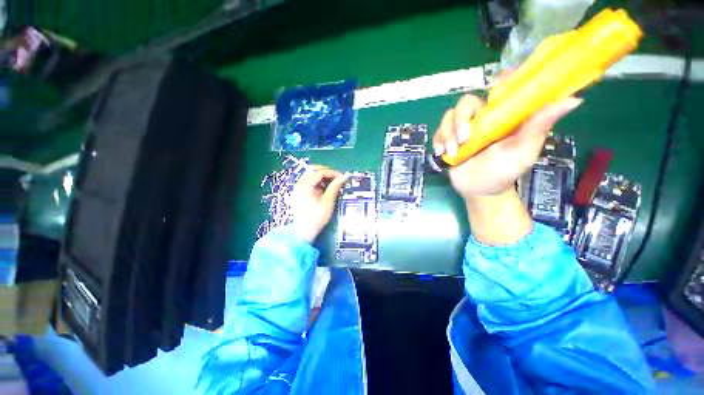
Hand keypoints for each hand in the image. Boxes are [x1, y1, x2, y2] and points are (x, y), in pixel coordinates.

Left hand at [290, 165, 348, 242]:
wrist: (304, 232)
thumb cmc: (317, 217)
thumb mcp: (328, 201)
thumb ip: (335, 186)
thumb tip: (345, 176)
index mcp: (305, 185)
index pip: (319, 172)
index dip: (332, 173)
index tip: (342, 177)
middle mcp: (299, 184)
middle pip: (312, 170)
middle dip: (326, 172)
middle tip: (336, 178)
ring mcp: (297, 189)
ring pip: (310, 175)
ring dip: (321, 177)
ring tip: (331, 184)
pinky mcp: (298, 193)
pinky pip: (308, 182)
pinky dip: (317, 182)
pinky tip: (324, 189)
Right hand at [432, 94, 581, 199]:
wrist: (480, 190)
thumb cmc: (505, 171)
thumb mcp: (524, 150)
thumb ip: (539, 126)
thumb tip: (574, 100)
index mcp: (502, 116)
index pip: (501, 90)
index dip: (499, 82)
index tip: (496, 84)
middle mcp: (482, 118)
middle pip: (465, 103)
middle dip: (460, 120)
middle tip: (463, 139)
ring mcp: (462, 130)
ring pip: (448, 117)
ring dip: (447, 134)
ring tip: (452, 152)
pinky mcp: (448, 140)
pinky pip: (438, 132)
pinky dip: (438, 141)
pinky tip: (441, 153)